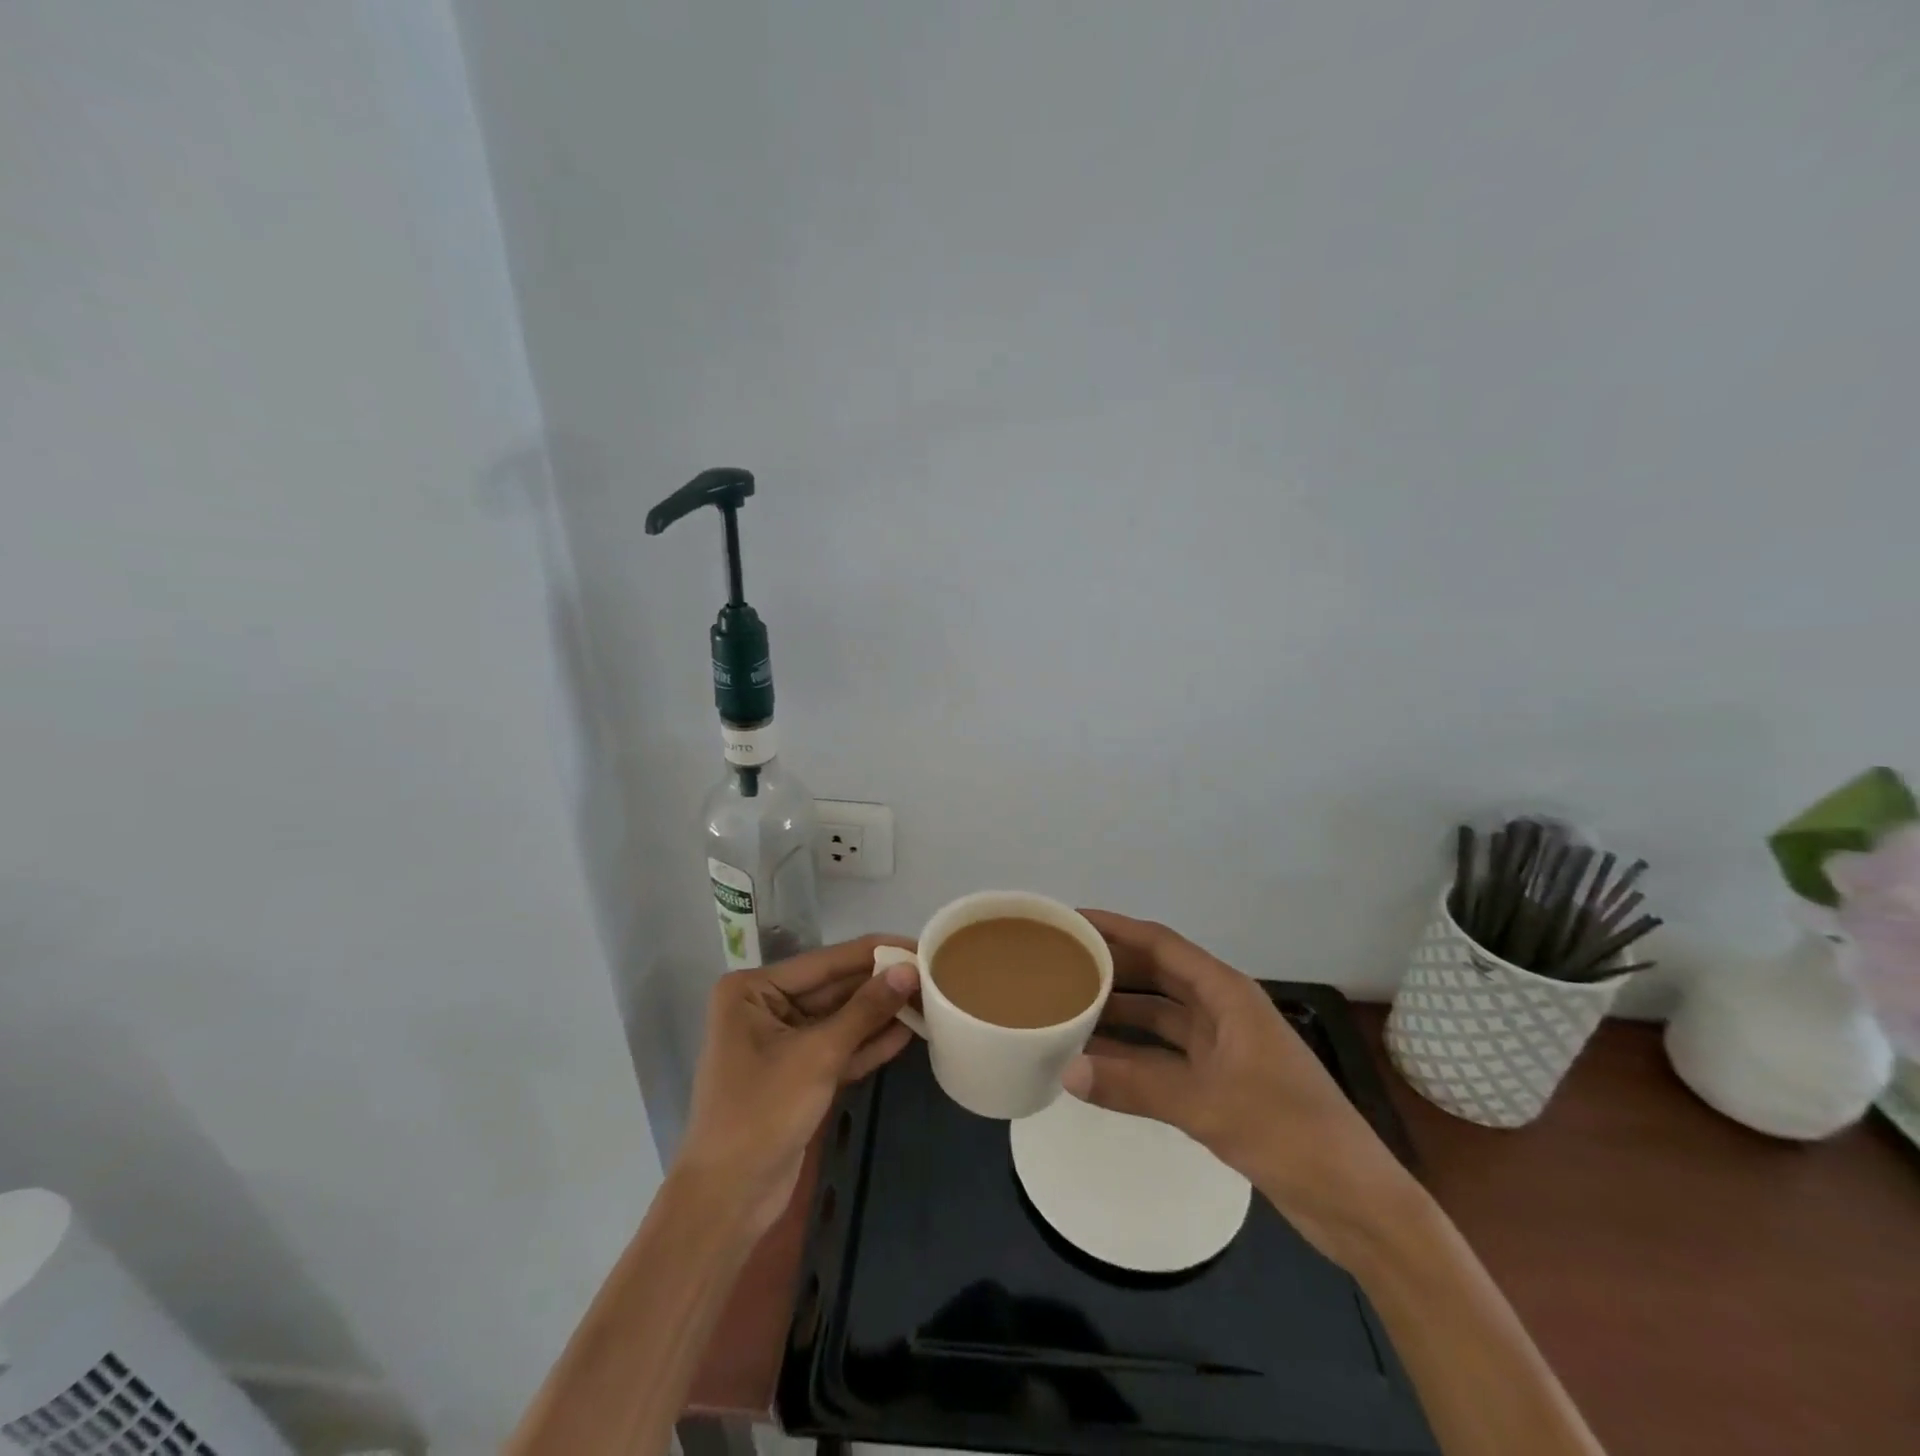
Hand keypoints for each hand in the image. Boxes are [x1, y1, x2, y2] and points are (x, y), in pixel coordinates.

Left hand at [678, 935, 919, 1237]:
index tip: (920, 944)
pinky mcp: (798, 1073)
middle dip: (880, 984)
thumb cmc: (762, 1113)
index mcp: (754, 989)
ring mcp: (781, 1041)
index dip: (875, 952)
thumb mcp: (818, 1055)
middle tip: (933, 974)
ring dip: (880, 1013)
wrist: (729, 1199)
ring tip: (930, 999)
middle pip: (834, 987)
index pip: (826, 961)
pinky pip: (838, 1047)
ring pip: (840, 1018)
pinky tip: (908, 1033)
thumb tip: (909, 971)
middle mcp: (765, 1006)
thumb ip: (865, 1010)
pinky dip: (868, 1043)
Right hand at [1064, 909, 1422, 1266]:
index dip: (1117, 928)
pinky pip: (1166, 1055)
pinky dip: (1135, 1054)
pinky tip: (1099, 1060)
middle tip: (1061, 962)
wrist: (1354, 1202)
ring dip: (1121, 1012)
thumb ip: (1134, 1085)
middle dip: (1113, 966)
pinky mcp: (1222, 1083)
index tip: (1074, 921)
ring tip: (1069, 1006)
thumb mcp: (1207, 1104)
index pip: (1162, 944)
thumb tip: (1066, 1069)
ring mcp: (1224, 1048)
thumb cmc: (1289, 1133)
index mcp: (1228, 994)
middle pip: (1159, 974)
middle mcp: (1224, 1011)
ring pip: (1160, 1016)